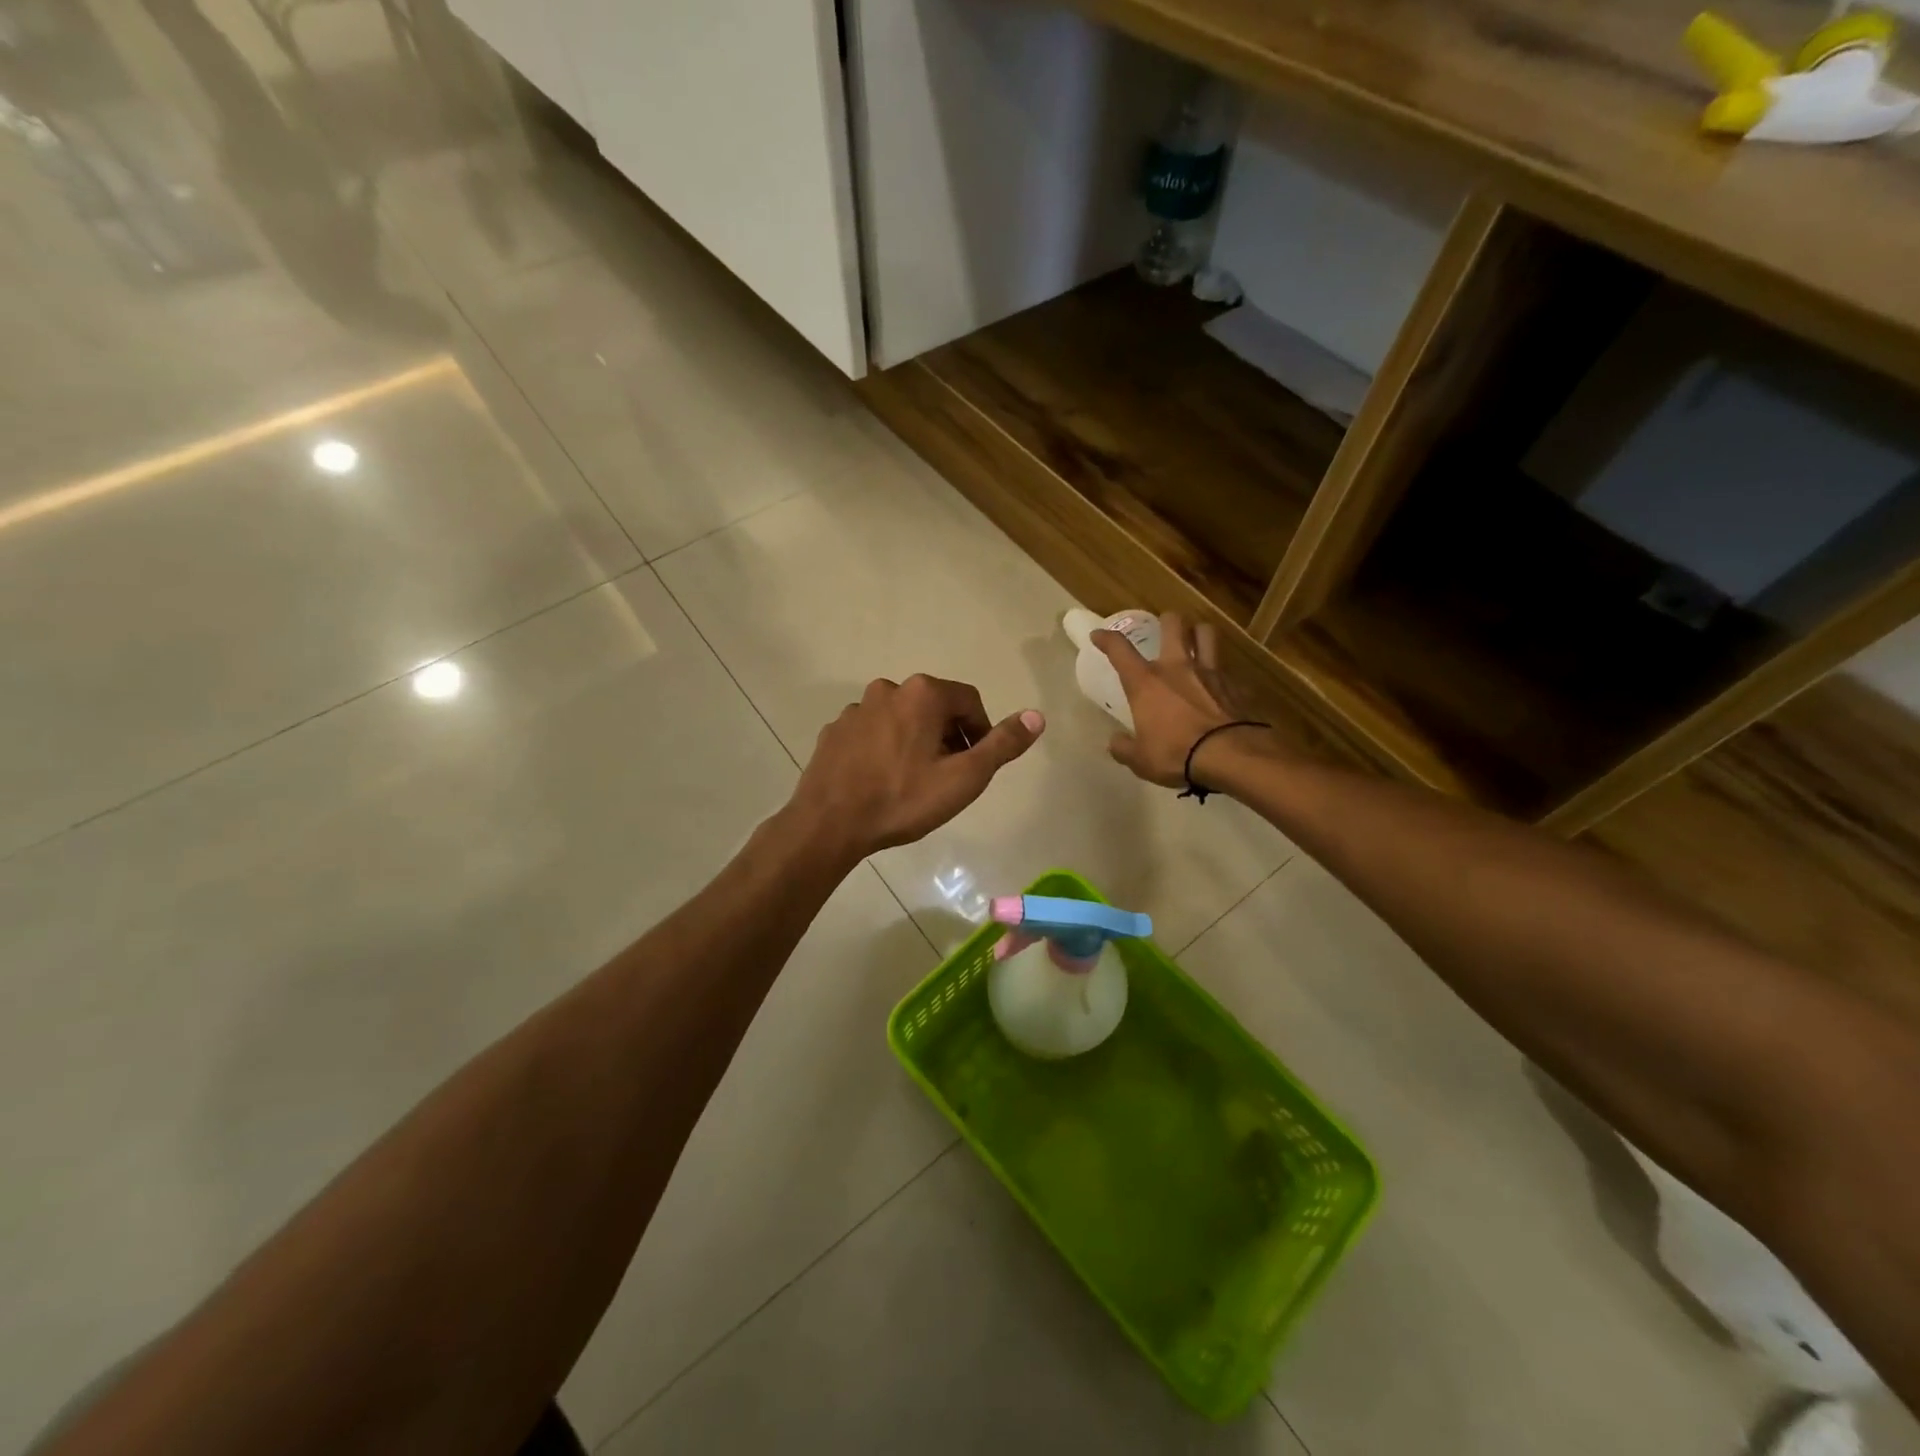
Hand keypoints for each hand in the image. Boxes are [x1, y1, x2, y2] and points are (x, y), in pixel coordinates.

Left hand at [790, 674, 1043, 861]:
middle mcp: (888, 689)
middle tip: (948, 776)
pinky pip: (871, 733)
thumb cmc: (904, 800)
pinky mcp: (834, 730)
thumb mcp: (964, 777)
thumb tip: (1037, 716)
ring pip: (901, 719)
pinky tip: (881, 780)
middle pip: (934, 708)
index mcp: (923, 694)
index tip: (977, 764)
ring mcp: (856, 709)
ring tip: (914, 781)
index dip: (980, 732)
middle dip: (947, 737)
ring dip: (915, 741)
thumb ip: (1002, 744)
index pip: (969, 701)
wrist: (830, 823)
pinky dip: (884, 748)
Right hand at [1094, 612, 1256, 788]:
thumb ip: (1124, 748)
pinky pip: (1226, 669)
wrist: (1229, 756)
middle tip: (1164, 627)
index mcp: (1146, 682)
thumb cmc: (1175, 753)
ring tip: (1196, 640)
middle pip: (1173, 624)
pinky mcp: (1234, 685)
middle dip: (1167, 620)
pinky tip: (1218, 684)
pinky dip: (1221, 673)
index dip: (1106, 639)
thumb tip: (1115, 743)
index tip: (1098, 635)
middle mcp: (1176, 667)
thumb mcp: (1140, 759)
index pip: (1120, 650)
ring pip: (1206, 634)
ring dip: (1199, 633)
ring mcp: (1209, 672)